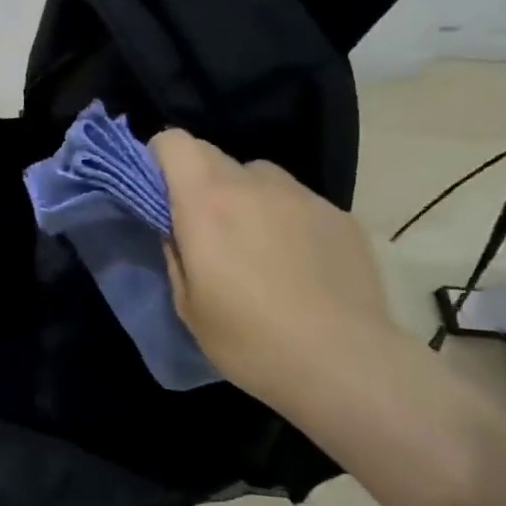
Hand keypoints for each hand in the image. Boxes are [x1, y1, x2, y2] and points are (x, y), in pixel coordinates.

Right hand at [152, 129, 401, 413]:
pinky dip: (286, 218)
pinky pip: (297, 201)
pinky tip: (299, 264)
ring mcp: (302, 196)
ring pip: (258, 176)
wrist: (345, 364)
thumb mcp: (188, 305)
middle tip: (205, 229)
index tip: (159, 193)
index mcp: (206, 202)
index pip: (174, 142)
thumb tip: (175, 228)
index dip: (160, 159)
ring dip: (245, 196)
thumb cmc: (250, 341)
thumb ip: (175, 253)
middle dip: (199, 181)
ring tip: (256, 244)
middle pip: (213, 155)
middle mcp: (254, 184)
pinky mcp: (339, 215)